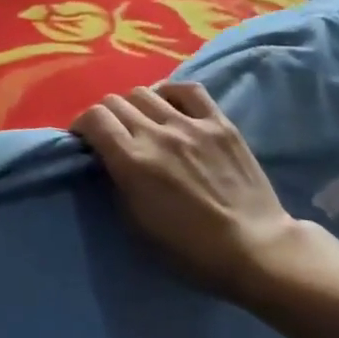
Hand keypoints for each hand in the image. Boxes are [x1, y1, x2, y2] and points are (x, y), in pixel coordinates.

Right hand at [73, 83, 304, 300]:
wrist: (255, 248)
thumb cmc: (190, 248)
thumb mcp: (137, 223)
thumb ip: (117, 181)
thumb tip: (107, 158)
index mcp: (132, 161)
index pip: (94, 118)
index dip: (82, 125)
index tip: (86, 139)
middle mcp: (157, 134)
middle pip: (115, 101)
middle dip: (106, 116)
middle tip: (112, 134)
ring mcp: (191, 125)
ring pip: (145, 91)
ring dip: (134, 105)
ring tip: (142, 121)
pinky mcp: (220, 123)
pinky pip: (188, 89)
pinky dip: (171, 92)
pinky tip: (170, 106)